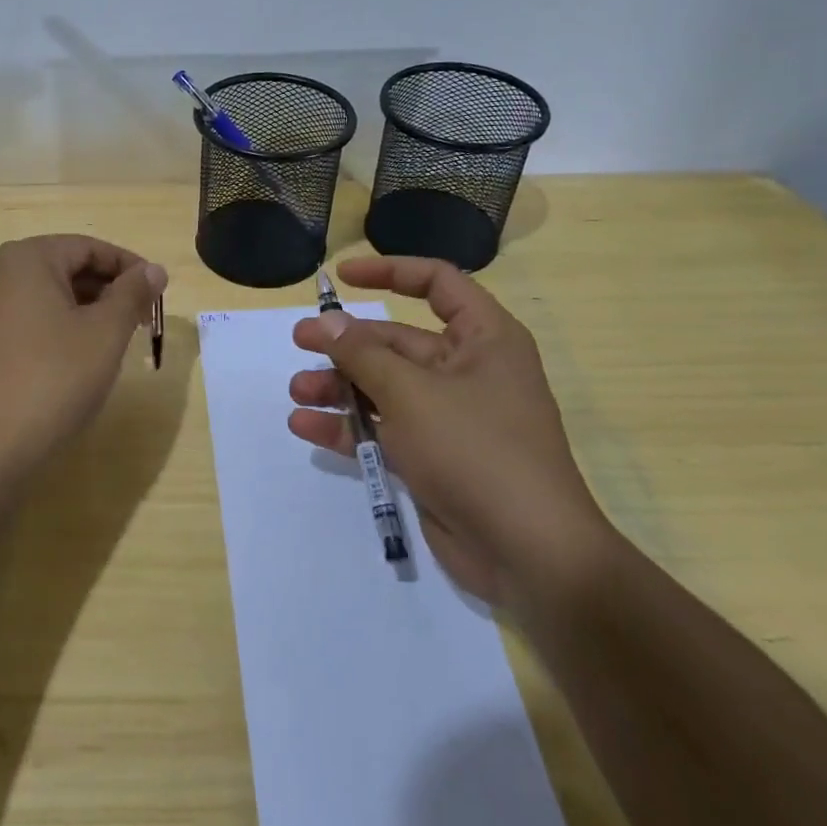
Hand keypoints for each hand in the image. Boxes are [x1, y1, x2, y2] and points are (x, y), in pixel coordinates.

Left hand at [0, 235, 166, 480]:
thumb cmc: (51, 381)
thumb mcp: (104, 334)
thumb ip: (132, 294)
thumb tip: (154, 270)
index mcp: (24, 260)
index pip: (88, 247)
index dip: (129, 266)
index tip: (158, 292)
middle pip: (63, 268)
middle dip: (106, 290)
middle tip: (141, 319)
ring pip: (42, 297)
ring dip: (82, 311)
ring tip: (112, 341)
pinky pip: (22, 322)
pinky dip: (53, 329)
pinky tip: (72, 360)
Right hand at [288, 256, 616, 611]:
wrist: (528, 553)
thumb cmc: (476, 450)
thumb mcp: (412, 393)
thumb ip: (363, 354)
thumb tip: (325, 322)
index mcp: (483, 339)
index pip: (437, 284)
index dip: (390, 272)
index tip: (342, 278)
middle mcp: (466, 371)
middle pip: (396, 342)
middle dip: (346, 344)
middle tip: (299, 343)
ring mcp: (447, 417)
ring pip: (383, 388)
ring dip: (339, 387)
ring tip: (298, 393)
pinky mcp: (431, 457)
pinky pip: (382, 430)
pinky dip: (348, 427)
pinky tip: (306, 428)